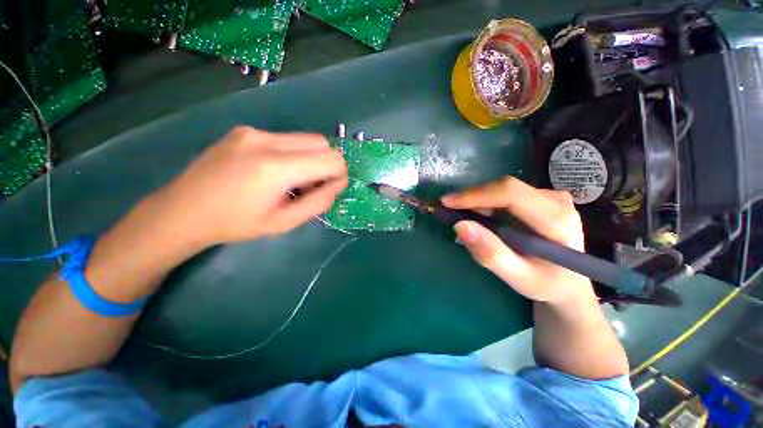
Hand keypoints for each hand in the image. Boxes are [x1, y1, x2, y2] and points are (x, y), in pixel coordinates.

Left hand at [160, 127, 347, 244]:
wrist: (182, 211)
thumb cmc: (235, 223)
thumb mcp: (284, 222)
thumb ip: (318, 202)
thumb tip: (338, 184)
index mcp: (275, 167)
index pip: (331, 159)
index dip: (340, 174)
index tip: (332, 189)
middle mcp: (266, 140)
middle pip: (321, 143)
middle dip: (327, 165)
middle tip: (314, 187)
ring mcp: (253, 131)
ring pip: (305, 139)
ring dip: (311, 159)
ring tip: (294, 181)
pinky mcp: (246, 130)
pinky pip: (286, 139)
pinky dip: (295, 154)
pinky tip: (277, 172)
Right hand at [442, 177, 592, 303]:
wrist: (571, 281)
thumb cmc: (547, 283)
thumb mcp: (518, 278)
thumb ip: (491, 254)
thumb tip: (460, 226)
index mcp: (556, 220)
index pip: (510, 193)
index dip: (475, 195)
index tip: (447, 203)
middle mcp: (556, 200)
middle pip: (505, 188)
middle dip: (473, 198)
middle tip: (450, 212)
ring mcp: (551, 196)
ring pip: (503, 189)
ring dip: (479, 202)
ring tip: (464, 218)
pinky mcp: (542, 197)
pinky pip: (507, 194)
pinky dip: (487, 204)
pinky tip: (481, 218)